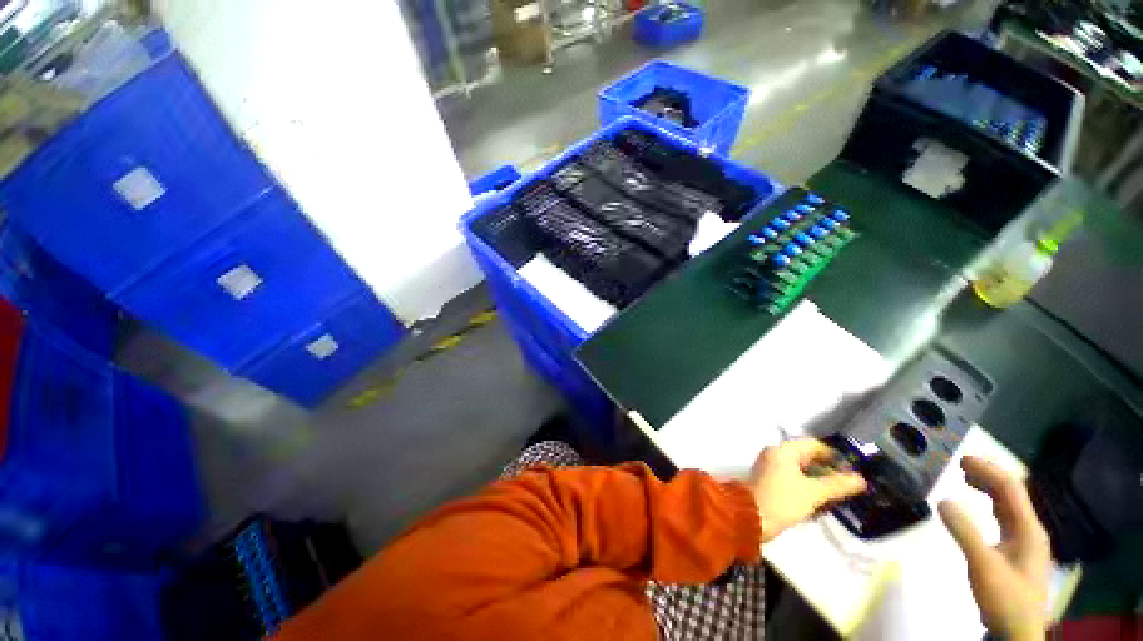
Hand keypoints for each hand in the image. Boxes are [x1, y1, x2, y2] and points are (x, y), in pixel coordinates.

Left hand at [749, 439, 867, 541]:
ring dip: (819, 480)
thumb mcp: (813, 492)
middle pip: (807, 457)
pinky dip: (808, 487)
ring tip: (840, 495)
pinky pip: (794, 480)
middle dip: (828, 470)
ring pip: (801, 470)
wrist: (751, 518)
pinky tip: (822, 502)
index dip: (834, 455)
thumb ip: (837, 485)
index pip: (813, 444)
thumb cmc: (782, 500)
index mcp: (783, 450)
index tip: (852, 470)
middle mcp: (775, 454)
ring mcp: (771, 468)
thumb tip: (860, 479)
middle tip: (849, 485)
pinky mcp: (770, 483)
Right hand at [938, 457, 1050, 640]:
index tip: (961, 459)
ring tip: (965, 478)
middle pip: (1011, 494)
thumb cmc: (1005, 598)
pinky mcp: (1016, 550)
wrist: (1017, 632)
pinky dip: (989, 504)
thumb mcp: (983, 566)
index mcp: (1028, 529)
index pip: (1010, 489)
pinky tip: (979, 506)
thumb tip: (942, 499)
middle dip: (987, 475)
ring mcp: (1025, 541)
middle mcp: (1030, 530)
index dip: (988, 470)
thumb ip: (965, 533)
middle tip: (959, 465)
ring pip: (1008, 505)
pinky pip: (1004, 518)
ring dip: (988, 488)